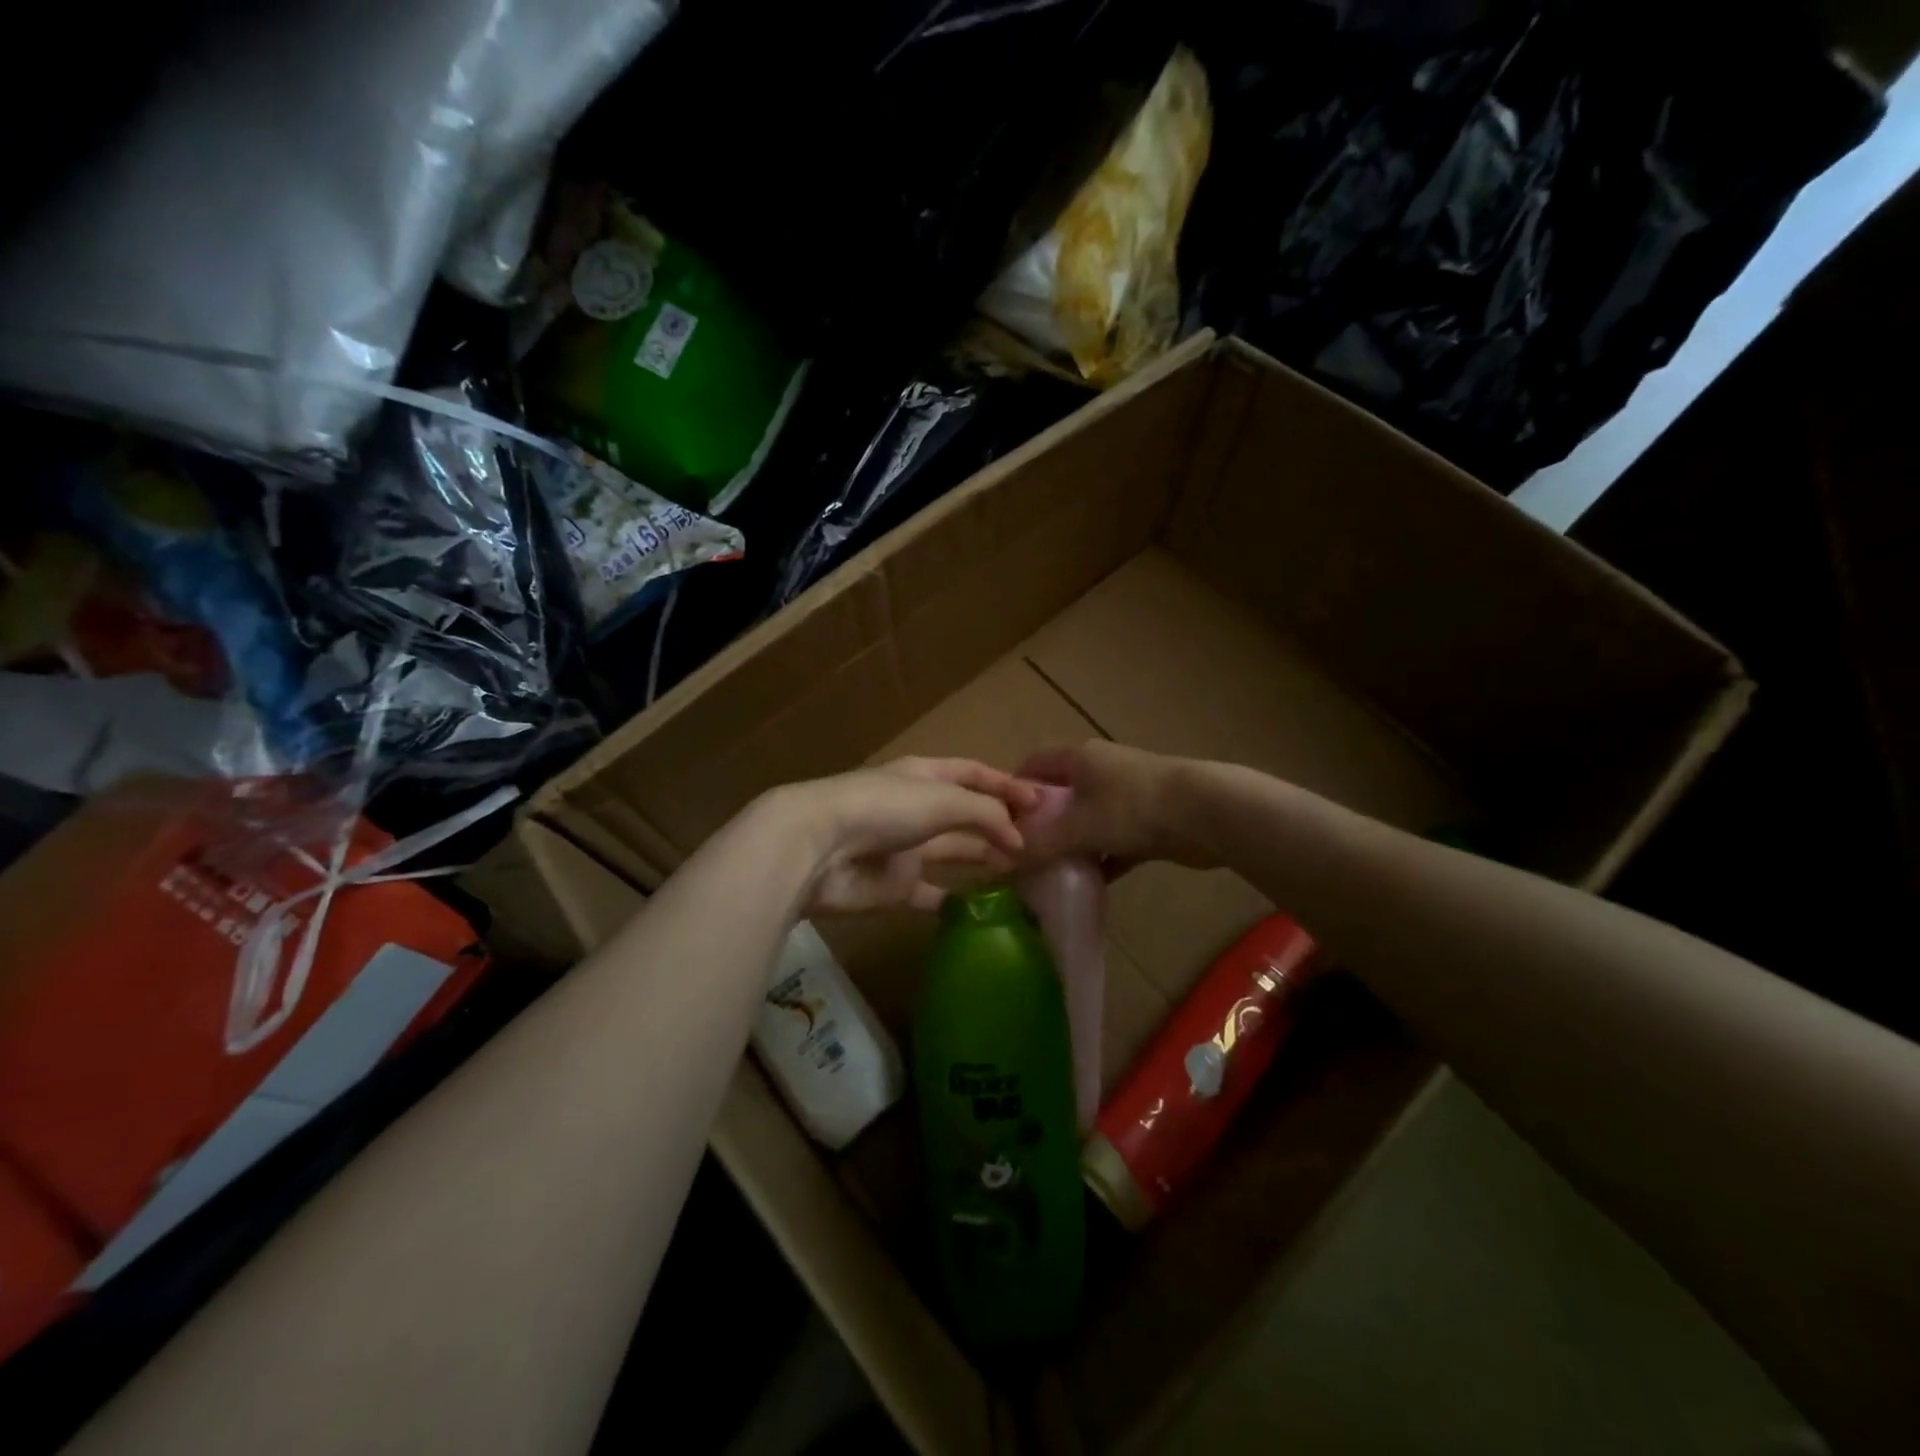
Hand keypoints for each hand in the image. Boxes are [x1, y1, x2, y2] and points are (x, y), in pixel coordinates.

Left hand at [778, 757, 1041, 914]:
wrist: (818, 848)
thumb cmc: (884, 808)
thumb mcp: (943, 799)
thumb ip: (986, 813)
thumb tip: (1019, 837)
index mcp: (925, 776)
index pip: (974, 774)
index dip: (1007, 785)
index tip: (1043, 803)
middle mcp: (917, 809)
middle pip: (967, 815)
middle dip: (1001, 825)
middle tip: (1041, 845)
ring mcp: (905, 849)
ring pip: (954, 853)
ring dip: (985, 859)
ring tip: (1024, 872)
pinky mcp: (895, 887)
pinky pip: (933, 895)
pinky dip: (957, 900)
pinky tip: (986, 909)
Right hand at [1017, 740, 1214, 873]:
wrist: (1206, 813)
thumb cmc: (1133, 807)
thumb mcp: (1079, 827)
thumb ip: (1040, 844)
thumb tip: (999, 863)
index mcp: (1079, 758)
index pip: (1034, 764)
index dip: (1014, 788)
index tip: (997, 820)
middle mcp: (1101, 771)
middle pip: (1061, 794)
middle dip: (1041, 823)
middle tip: (1021, 852)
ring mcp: (1128, 796)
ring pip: (1088, 820)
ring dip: (1072, 844)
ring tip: (1048, 873)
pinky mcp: (1149, 821)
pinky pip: (1114, 841)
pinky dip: (1102, 859)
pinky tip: (1088, 884)